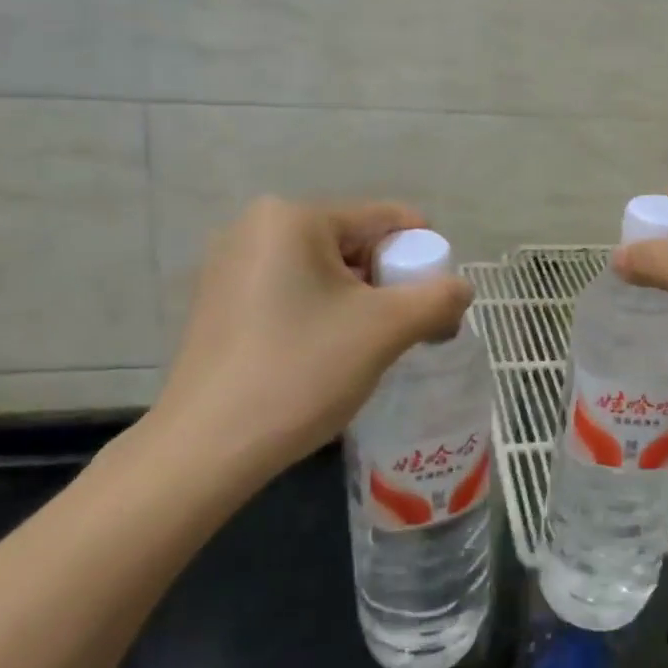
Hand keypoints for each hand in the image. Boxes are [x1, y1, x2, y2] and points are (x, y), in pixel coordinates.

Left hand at [147, 196, 472, 480]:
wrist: (206, 449)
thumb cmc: (300, 371)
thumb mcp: (385, 330)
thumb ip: (437, 298)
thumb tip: (461, 289)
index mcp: (293, 218)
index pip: (384, 219)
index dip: (423, 255)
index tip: (440, 300)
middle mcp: (255, 228)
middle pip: (353, 244)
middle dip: (389, 282)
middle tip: (407, 330)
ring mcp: (230, 266)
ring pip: (323, 271)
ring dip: (358, 302)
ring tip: (370, 348)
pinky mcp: (219, 303)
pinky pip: (292, 292)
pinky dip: (322, 313)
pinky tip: (326, 354)